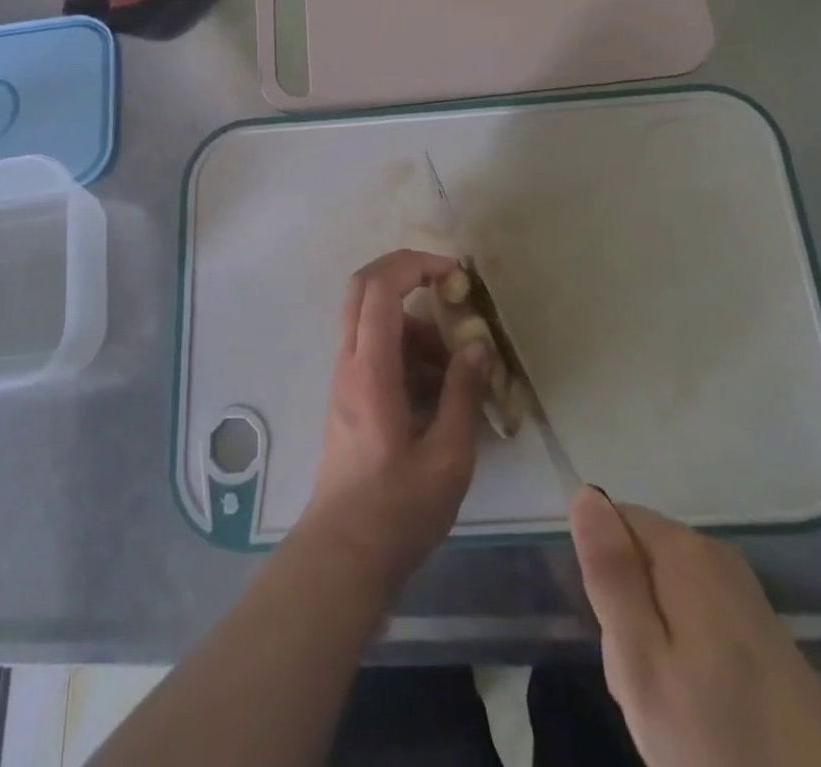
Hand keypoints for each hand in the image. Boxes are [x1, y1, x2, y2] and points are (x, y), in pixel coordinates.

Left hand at [297, 250, 490, 597]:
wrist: (342, 556)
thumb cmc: (397, 510)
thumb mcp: (447, 457)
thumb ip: (463, 394)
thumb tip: (477, 346)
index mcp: (370, 370)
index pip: (380, 287)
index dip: (415, 264)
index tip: (454, 273)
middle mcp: (349, 362)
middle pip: (362, 286)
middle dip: (404, 271)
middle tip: (447, 286)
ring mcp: (343, 377)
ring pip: (369, 317)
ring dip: (411, 321)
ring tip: (454, 362)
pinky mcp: (347, 395)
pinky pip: (373, 347)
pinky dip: (404, 347)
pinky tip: (437, 387)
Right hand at [569, 490, 820, 766]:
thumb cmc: (724, 744)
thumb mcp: (642, 664)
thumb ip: (610, 574)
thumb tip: (584, 492)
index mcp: (682, 549)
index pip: (612, 521)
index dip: (603, 579)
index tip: (618, 639)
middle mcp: (715, 554)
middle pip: (640, 559)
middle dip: (629, 615)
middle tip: (645, 687)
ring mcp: (745, 594)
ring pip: (667, 596)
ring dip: (657, 645)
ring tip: (674, 711)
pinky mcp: (766, 634)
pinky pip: (699, 624)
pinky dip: (691, 664)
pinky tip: (705, 718)